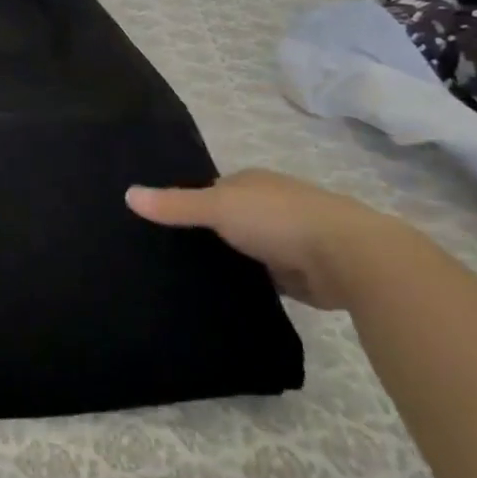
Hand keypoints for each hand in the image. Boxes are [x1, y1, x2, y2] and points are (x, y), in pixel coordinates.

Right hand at [126, 169, 417, 310]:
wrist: (349, 258)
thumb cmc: (279, 219)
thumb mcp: (218, 206)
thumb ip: (175, 205)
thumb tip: (127, 194)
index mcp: (251, 182)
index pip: (208, 190)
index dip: (184, 204)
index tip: (156, 225)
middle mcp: (267, 205)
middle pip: (224, 219)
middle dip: (203, 234)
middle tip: (162, 256)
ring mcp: (285, 239)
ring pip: (241, 249)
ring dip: (225, 260)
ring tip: (183, 278)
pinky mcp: (296, 273)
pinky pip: (259, 277)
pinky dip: (244, 283)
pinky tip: (218, 296)